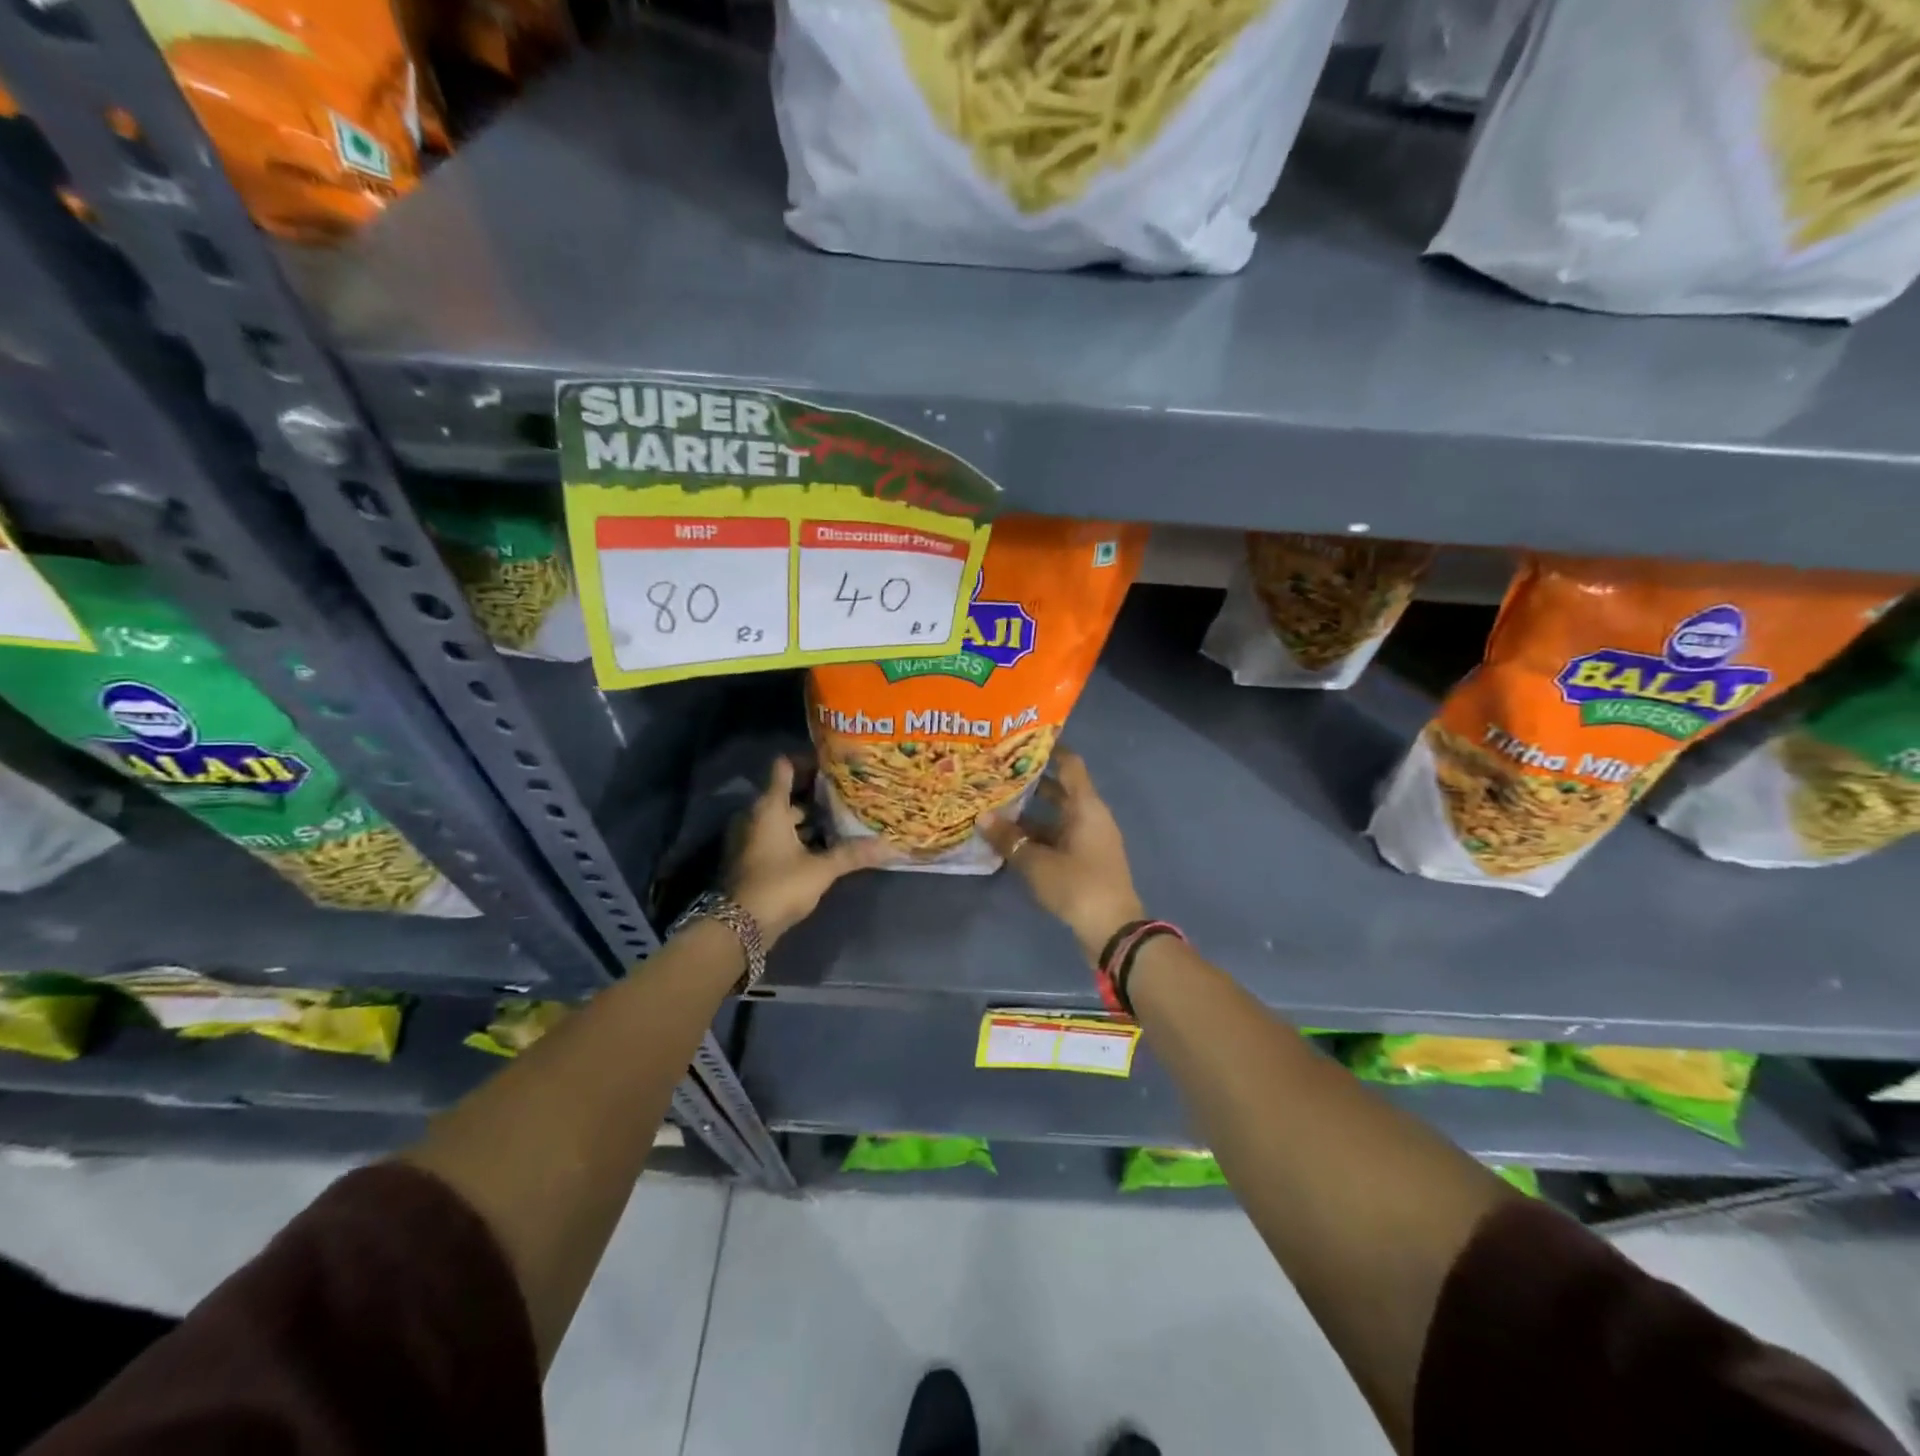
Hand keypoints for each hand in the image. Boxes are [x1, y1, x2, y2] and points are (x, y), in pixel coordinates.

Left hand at [726, 756, 898, 945]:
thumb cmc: (779, 886)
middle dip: (815, 794)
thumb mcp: (821, 869)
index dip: (808, 762)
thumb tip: (891, 846)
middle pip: (786, 794)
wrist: (738, 927)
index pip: (785, 768)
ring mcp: (750, 838)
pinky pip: (777, 836)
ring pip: (783, 818)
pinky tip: (822, 845)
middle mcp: (756, 816)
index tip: (833, 763)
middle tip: (846, 793)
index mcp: (769, 807)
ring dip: (807, 818)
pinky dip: (796, 836)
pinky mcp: (751, 859)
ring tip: (840, 819)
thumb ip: (852, 854)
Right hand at [976, 748, 1144, 963]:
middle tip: (998, 773)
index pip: (1070, 764)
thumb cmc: (1078, 885)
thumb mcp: (1037, 862)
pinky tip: (1011, 838)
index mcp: (1086, 806)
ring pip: (1057, 815)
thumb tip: (982, 816)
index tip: (1022, 740)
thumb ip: (1009, 839)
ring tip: (997, 804)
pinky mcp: (1086, 860)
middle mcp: (1091, 816)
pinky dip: (1038, 834)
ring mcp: (1090, 839)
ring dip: (1032, 811)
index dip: (1050, 749)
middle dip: (1031, 782)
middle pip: (1060, 789)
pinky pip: (1059, 836)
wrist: (1113, 929)